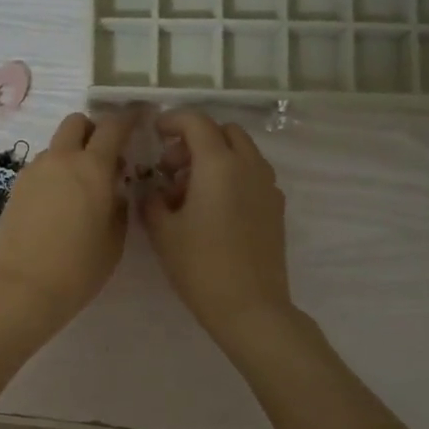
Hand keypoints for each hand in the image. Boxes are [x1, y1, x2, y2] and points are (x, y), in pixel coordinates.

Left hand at [0, 106, 141, 338]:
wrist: (21, 288)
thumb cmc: (78, 268)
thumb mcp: (114, 240)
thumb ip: (118, 206)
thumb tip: (113, 190)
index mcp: (93, 168)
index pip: (114, 126)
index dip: (129, 117)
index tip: (140, 116)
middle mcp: (61, 160)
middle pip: (77, 123)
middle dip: (93, 129)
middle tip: (106, 154)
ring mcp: (34, 171)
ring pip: (57, 146)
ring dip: (72, 154)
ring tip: (81, 188)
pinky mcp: (16, 187)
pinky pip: (42, 168)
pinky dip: (55, 173)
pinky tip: (59, 205)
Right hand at [141, 110, 294, 349]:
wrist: (250, 307)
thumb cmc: (200, 265)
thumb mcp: (163, 231)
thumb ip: (152, 200)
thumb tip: (153, 190)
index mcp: (218, 164)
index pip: (196, 122)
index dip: (173, 121)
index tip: (156, 133)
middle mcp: (248, 166)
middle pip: (224, 132)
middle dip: (196, 139)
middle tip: (172, 167)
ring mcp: (267, 187)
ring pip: (242, 153)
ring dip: (215, 158)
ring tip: (189, 191)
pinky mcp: (275, 208)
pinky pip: (252, 175)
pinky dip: (232, 176)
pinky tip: (213, 209)